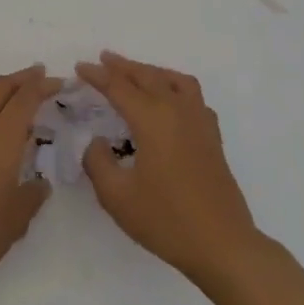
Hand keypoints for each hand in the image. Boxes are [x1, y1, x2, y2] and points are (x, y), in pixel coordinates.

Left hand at [0, 64, 60, 302]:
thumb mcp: (15, 220)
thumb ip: (31, 197)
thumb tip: (40, 183)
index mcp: (2, 136)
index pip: (26, 97)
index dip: (44, 85)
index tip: (62, 81)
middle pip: (2, 87)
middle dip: (24, 78)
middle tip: (43, 77)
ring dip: (6, 93)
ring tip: (25, 104)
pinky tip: (0, 135)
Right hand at [79, 50, 260, 283]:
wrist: (223, 245)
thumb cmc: (167, 220)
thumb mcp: (117, 197)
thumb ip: (98, 162)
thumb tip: (97, 141)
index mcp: (152, 119)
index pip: (119, 87)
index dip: (97, 76)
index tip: (80, 67)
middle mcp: (177, 110)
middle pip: (147, 76)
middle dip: (123, 66)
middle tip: (103, 59)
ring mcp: (199, 121)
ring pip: (173, 80)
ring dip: (151, 71)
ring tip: (136, 73)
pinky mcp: (212, 137)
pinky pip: (193, 97)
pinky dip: (175, 87)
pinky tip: (170, 102)